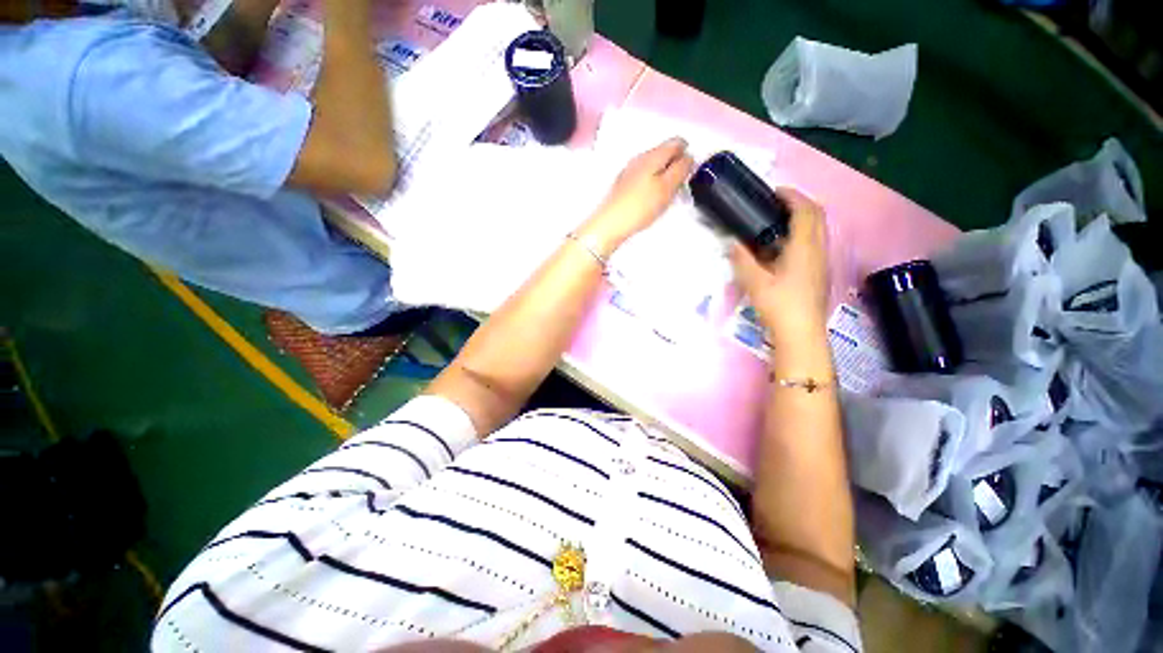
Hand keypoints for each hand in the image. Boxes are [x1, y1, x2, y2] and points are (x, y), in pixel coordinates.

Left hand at [576, 138, 694, 253]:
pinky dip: (652, 185)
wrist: (610, 223)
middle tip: (677, 189)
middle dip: (675, 168)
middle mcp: (640, 158)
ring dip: (664, 178)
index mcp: (653, 155)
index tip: (688, 176)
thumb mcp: (667, 187)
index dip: (688, 156)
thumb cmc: (640, 206)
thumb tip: (689, 157)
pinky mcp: (624, 185)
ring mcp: (630, 171)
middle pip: (665, 154)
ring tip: (664, 198)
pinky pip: (645, 178)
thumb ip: (681, 169)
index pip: (677, 142)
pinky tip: (650, 202)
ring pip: (655, 167)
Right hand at [729, 188, 829, 344]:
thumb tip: (733, 243)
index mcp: (804, 247)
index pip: (805, 211)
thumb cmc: (779, 305)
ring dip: (802, 219)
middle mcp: (818, 249)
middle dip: (799, 203)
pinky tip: (783, 247)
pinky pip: (815, 242)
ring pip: (818, 229)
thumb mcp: (754, 282)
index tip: (775, 192)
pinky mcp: (819, 272)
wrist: (801, 332)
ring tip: (778, 222)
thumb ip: (742, 260)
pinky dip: (802, 234)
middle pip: (817, 216)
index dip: (792, 196)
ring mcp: (821, 261)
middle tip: (776, 204)